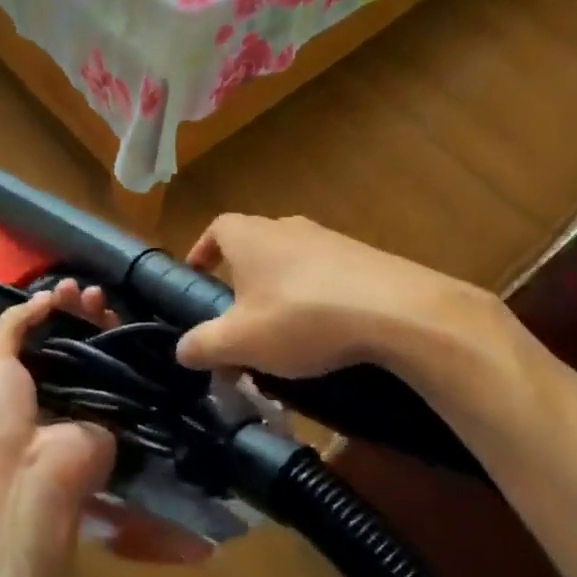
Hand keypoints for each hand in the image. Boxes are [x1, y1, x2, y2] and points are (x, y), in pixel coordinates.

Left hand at [0, 283, 116, 508]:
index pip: (42, 332)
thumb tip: (44, 296)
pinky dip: (121, 342)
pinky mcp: (114, 407)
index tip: (62, 289)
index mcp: (19, 377)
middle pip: (73, 335)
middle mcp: (54, 384)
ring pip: (99, 347)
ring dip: (99, 318)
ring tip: (99, 298)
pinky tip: (118, 320)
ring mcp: (86, 395)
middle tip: (83, 290)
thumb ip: (13, 323)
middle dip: (78, 309)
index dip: (52, 308)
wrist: (29, 476)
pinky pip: (121, 369)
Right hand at [175, 214, 498, 377]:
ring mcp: (330, 239)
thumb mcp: (241, 341)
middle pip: (256, 244)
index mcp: (250, 236)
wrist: (395, 310)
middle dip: (244, 276)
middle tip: (239, 314)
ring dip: (282, 289)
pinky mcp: (365, 258)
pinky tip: (326, 331)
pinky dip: (318, 297)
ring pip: (293, 260)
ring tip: (283, 331)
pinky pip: (328, 274)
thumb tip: (181, 349)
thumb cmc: (300, 317)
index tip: (197, 274)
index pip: (217, 229)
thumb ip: (204, 344)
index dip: (203, 250)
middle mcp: (288, 227)